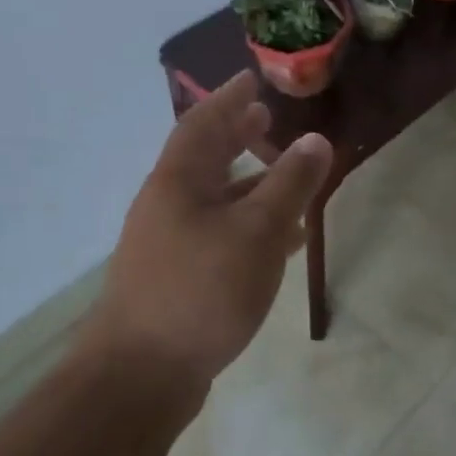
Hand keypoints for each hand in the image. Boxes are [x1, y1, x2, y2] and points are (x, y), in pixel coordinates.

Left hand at [89, 72, 333, 393]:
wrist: (140, 377)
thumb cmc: (201, 289)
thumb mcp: (258, 231)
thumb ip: (290, 183)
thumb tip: (316, 139)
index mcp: (178, 181)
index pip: (203, 123)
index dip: (228, 98)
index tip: (251, 79)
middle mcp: (167, 204)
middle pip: (204, 158)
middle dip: (235, 136)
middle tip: (265, 119)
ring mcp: (167, 243)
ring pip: (213, 198)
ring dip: (248, 183)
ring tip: (285, 177)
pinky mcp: (176, 277)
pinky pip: (217, 233)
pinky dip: (247, 224)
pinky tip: (277, 242)